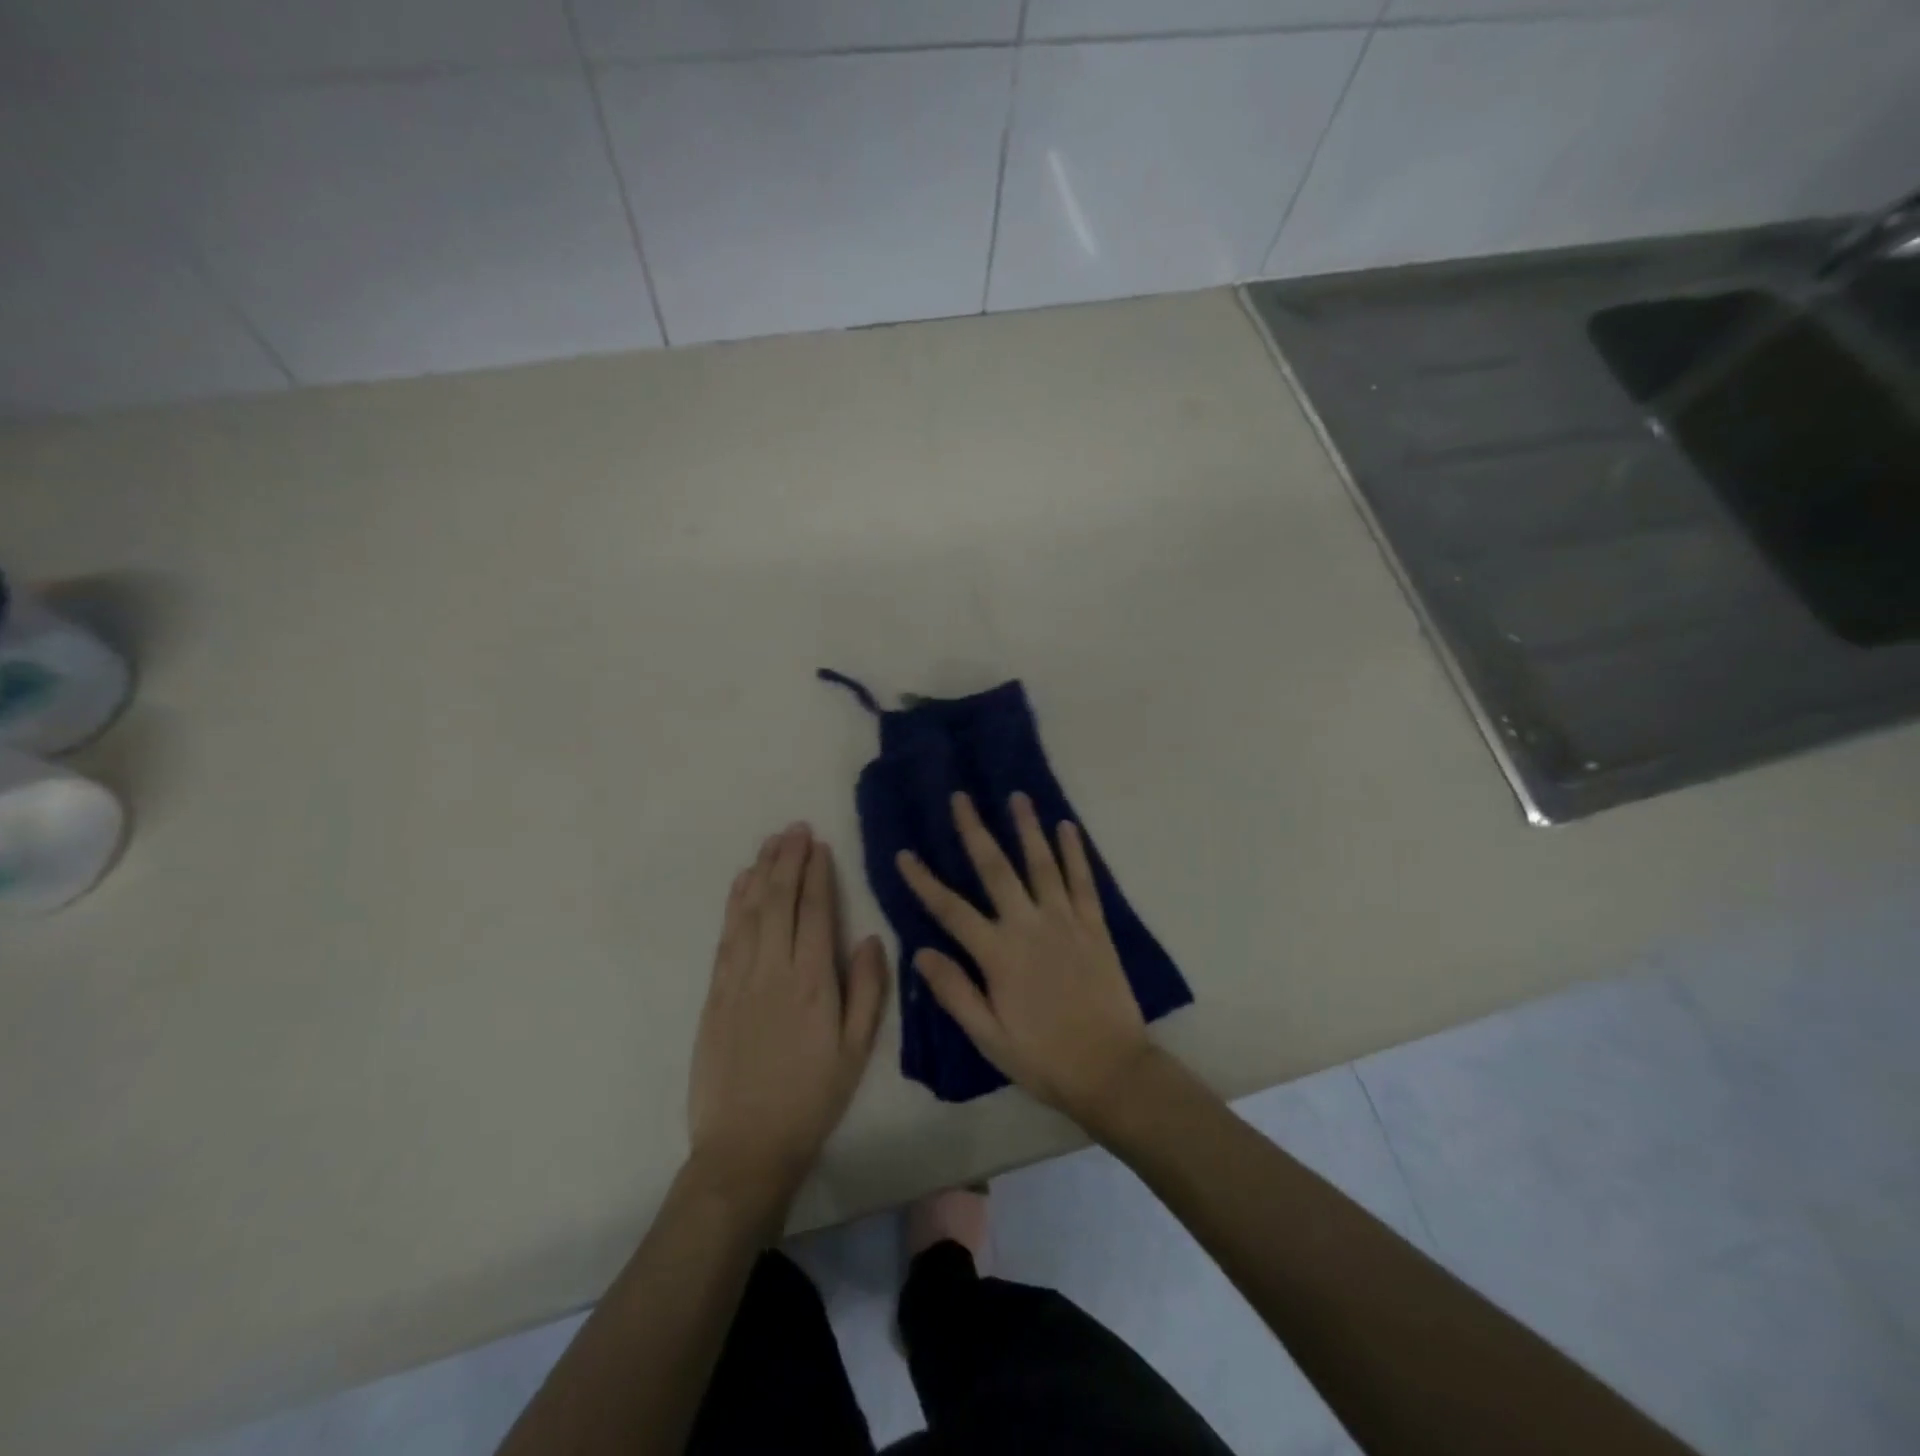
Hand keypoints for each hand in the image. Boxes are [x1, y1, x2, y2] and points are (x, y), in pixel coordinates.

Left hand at [688, 824, 888, 1203]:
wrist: (745, 1147)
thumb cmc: (812, 1099)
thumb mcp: (856, 1051)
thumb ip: (868, 990)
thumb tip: (871, 938)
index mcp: (814, 982)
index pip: (815, 912)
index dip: (816, 874)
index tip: (818, 845)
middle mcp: (774, 970)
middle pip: (779, 901)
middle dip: (788, 860)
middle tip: (794, 828)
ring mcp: (739, 980)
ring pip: (750, 911)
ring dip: (760, 872)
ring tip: (770, 842)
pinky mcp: (715, 994)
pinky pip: (726, 937)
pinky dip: (734, 904)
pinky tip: (741, 884)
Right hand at [896, 792, 1152, 1125]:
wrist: (1111, 1070)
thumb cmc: (1044, 1058)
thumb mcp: (988, 1037)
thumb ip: (954, 992)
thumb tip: (920, 952)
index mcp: (998, 954)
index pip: (950, 910)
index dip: (924, 881)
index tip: (904, 853)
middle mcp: (1029, 926)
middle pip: (996, 869)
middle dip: (975, 831)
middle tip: (961, 797)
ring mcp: (1065, 921)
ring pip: (1042, 864)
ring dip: (1028, 828)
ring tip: (1017, 797)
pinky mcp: (1095, 926)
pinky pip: (1083, 881)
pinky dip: (1075, 852)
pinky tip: (1067, 827)